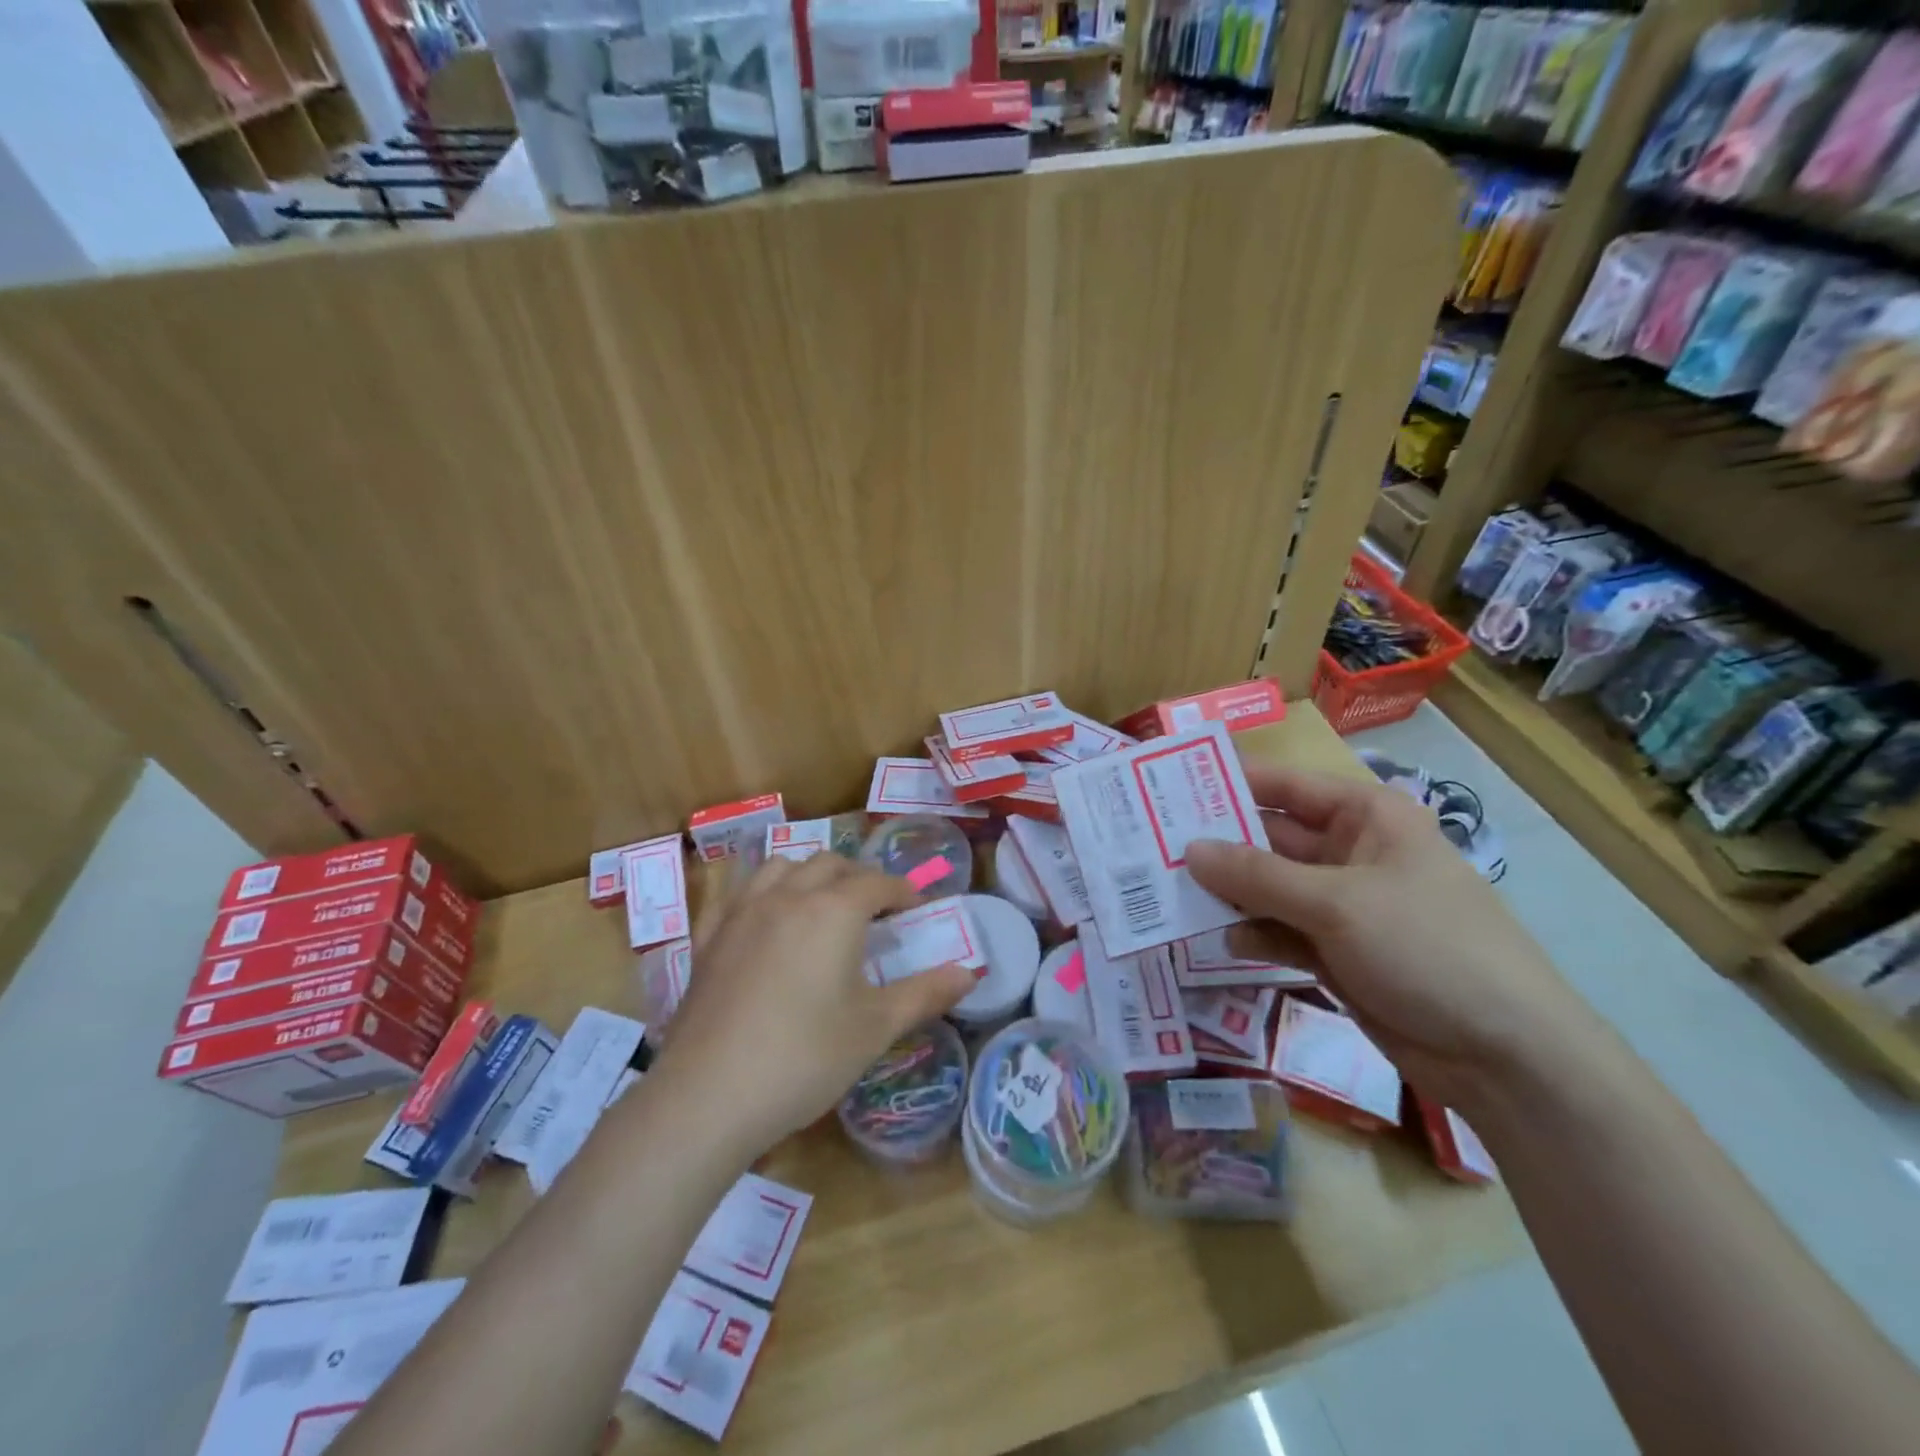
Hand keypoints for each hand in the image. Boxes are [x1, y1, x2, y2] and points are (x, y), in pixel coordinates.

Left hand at [650, 854, 977, 1156]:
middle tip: (874, 910)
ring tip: (821, 904)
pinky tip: (763, 916)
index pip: (877, 883)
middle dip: (858, 877)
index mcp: (834, 911)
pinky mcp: (708, 937)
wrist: (709, 1096)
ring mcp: (742, 912)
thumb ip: (925, 994)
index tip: (915, 909)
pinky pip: (736, 893)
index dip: (902, 891)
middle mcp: (788, 896)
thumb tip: (970, 973)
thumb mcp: (875, 1028)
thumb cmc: (804, 1059)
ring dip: (808, 874)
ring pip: (780, 867)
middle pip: (829, 864)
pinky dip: (760, 892)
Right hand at [1185, 765, 1599, 1114]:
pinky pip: (1279, 930)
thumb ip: (1256, 875)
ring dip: (1228, 892)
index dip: (1228, 782)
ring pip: (1268, 887)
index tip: (1166, 787)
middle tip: (1151, 846)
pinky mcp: (1335, 952)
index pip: (1283, 785)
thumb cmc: (1427, 947)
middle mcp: (1350, 853)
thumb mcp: (1336, 902)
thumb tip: (1188, 849)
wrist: (1506, 1056)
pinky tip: (1222, 941)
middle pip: (1269, 837)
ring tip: (1169, 894)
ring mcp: (1342, 906)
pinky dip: (1252, 934)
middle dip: (1217, 844)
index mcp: (1365, 817)